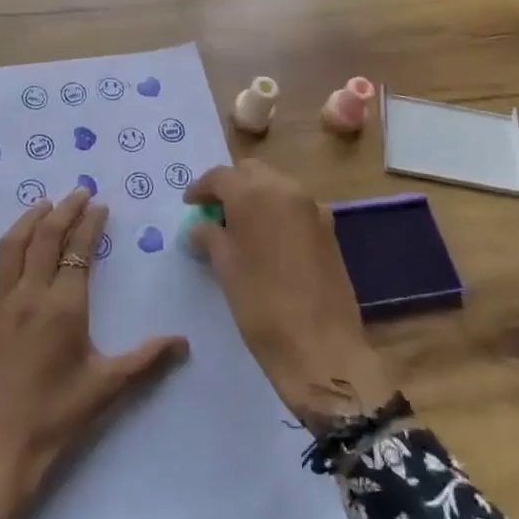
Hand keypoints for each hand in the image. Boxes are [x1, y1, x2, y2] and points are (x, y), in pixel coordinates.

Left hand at [0, 187, 188, 518]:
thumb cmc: (53, 423)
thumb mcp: (105, 390)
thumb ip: (146, 360)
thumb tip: (184, 341)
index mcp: (65, 307)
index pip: (80, 250)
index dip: (91, 223)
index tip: (100, 206)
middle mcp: (29, 295)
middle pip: (46, 237)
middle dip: (64, 210)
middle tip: (78, 193)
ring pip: (11, 247)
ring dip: (28, 220)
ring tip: (43, 204)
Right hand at [185, 160, 391, 432]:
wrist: (321, 347)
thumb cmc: (261, 305)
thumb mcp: (225, 268)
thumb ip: (209, 237)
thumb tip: (200, 228)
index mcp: (255, 194)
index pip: (220, 176)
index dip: (200, 189)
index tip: (189, 205)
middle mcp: (286, 190)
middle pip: (251, 172)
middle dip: (231, 186)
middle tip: (213, 211)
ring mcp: (313, 208)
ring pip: (276, 186)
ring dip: (255, 197)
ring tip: (238, 227)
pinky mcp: (329, 229)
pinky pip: (295, 207)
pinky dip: (277, 212)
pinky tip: (266, 240)